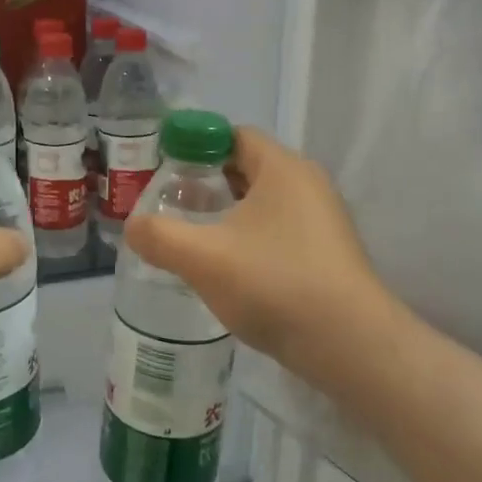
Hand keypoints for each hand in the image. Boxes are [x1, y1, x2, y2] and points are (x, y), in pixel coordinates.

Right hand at [122, 128, 399, 392]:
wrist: (350, 345)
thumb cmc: (274, 283)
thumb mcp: (202, 257)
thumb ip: (159, 236)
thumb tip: (132, 226)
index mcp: (282, 168)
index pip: (234, 135)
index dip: (195, 146)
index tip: (165, 169)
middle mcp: (308, 185)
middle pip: (248, 168)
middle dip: (207, 182)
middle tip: (171, 204)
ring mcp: (323, 221)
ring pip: (264, 203)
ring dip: (228, 214)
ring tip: (193, 237)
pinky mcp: (328, 254)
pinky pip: (280, 231)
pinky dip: (250, 238)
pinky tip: (228, 268)